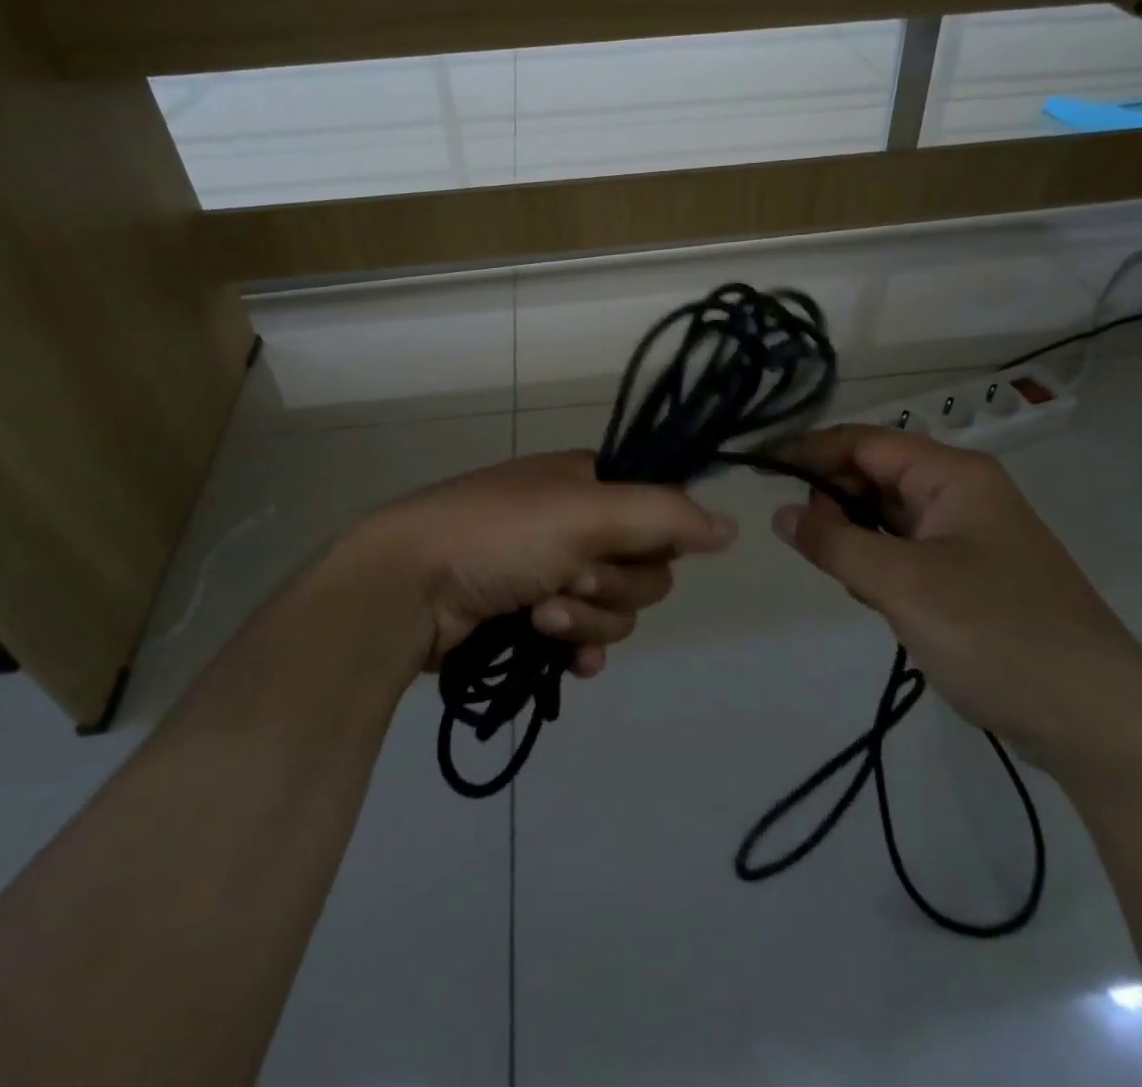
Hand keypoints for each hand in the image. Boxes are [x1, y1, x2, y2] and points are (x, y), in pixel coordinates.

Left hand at [339, 450, 736, 678]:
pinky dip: (579, 648)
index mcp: (589, 483)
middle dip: (612, 585)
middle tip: (568, 580)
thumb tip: (733, 527)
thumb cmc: (501, 534)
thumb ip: (665, 515)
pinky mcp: (532, 617)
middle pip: (644, 569)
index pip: (660, 514)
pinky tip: (562, 658)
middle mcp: (576, 522)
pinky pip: (586, 638)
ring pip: (616, 608)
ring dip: (587, 618)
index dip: (652, 541)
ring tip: (541, 615)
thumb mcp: (587, 512)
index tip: (626, 549)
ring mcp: (552, 570)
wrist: (408, 587)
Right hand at [771, 425, 1141, 772]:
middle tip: (800, 540)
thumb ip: (834, 542)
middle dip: (832, 499)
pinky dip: (876, 563)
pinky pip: (904, 550)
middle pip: (874, 475)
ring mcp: (966, 535)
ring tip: (837, 573)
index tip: (757, 470)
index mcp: (953, 475)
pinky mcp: (968, 574)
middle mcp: (960, 493)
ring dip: (853, 536)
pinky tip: (869, 595)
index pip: (863, 443)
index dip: (807, 452)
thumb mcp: (904, 586)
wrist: (1100, 723)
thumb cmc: (999, 636)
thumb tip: (780, 512)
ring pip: (886, 516)